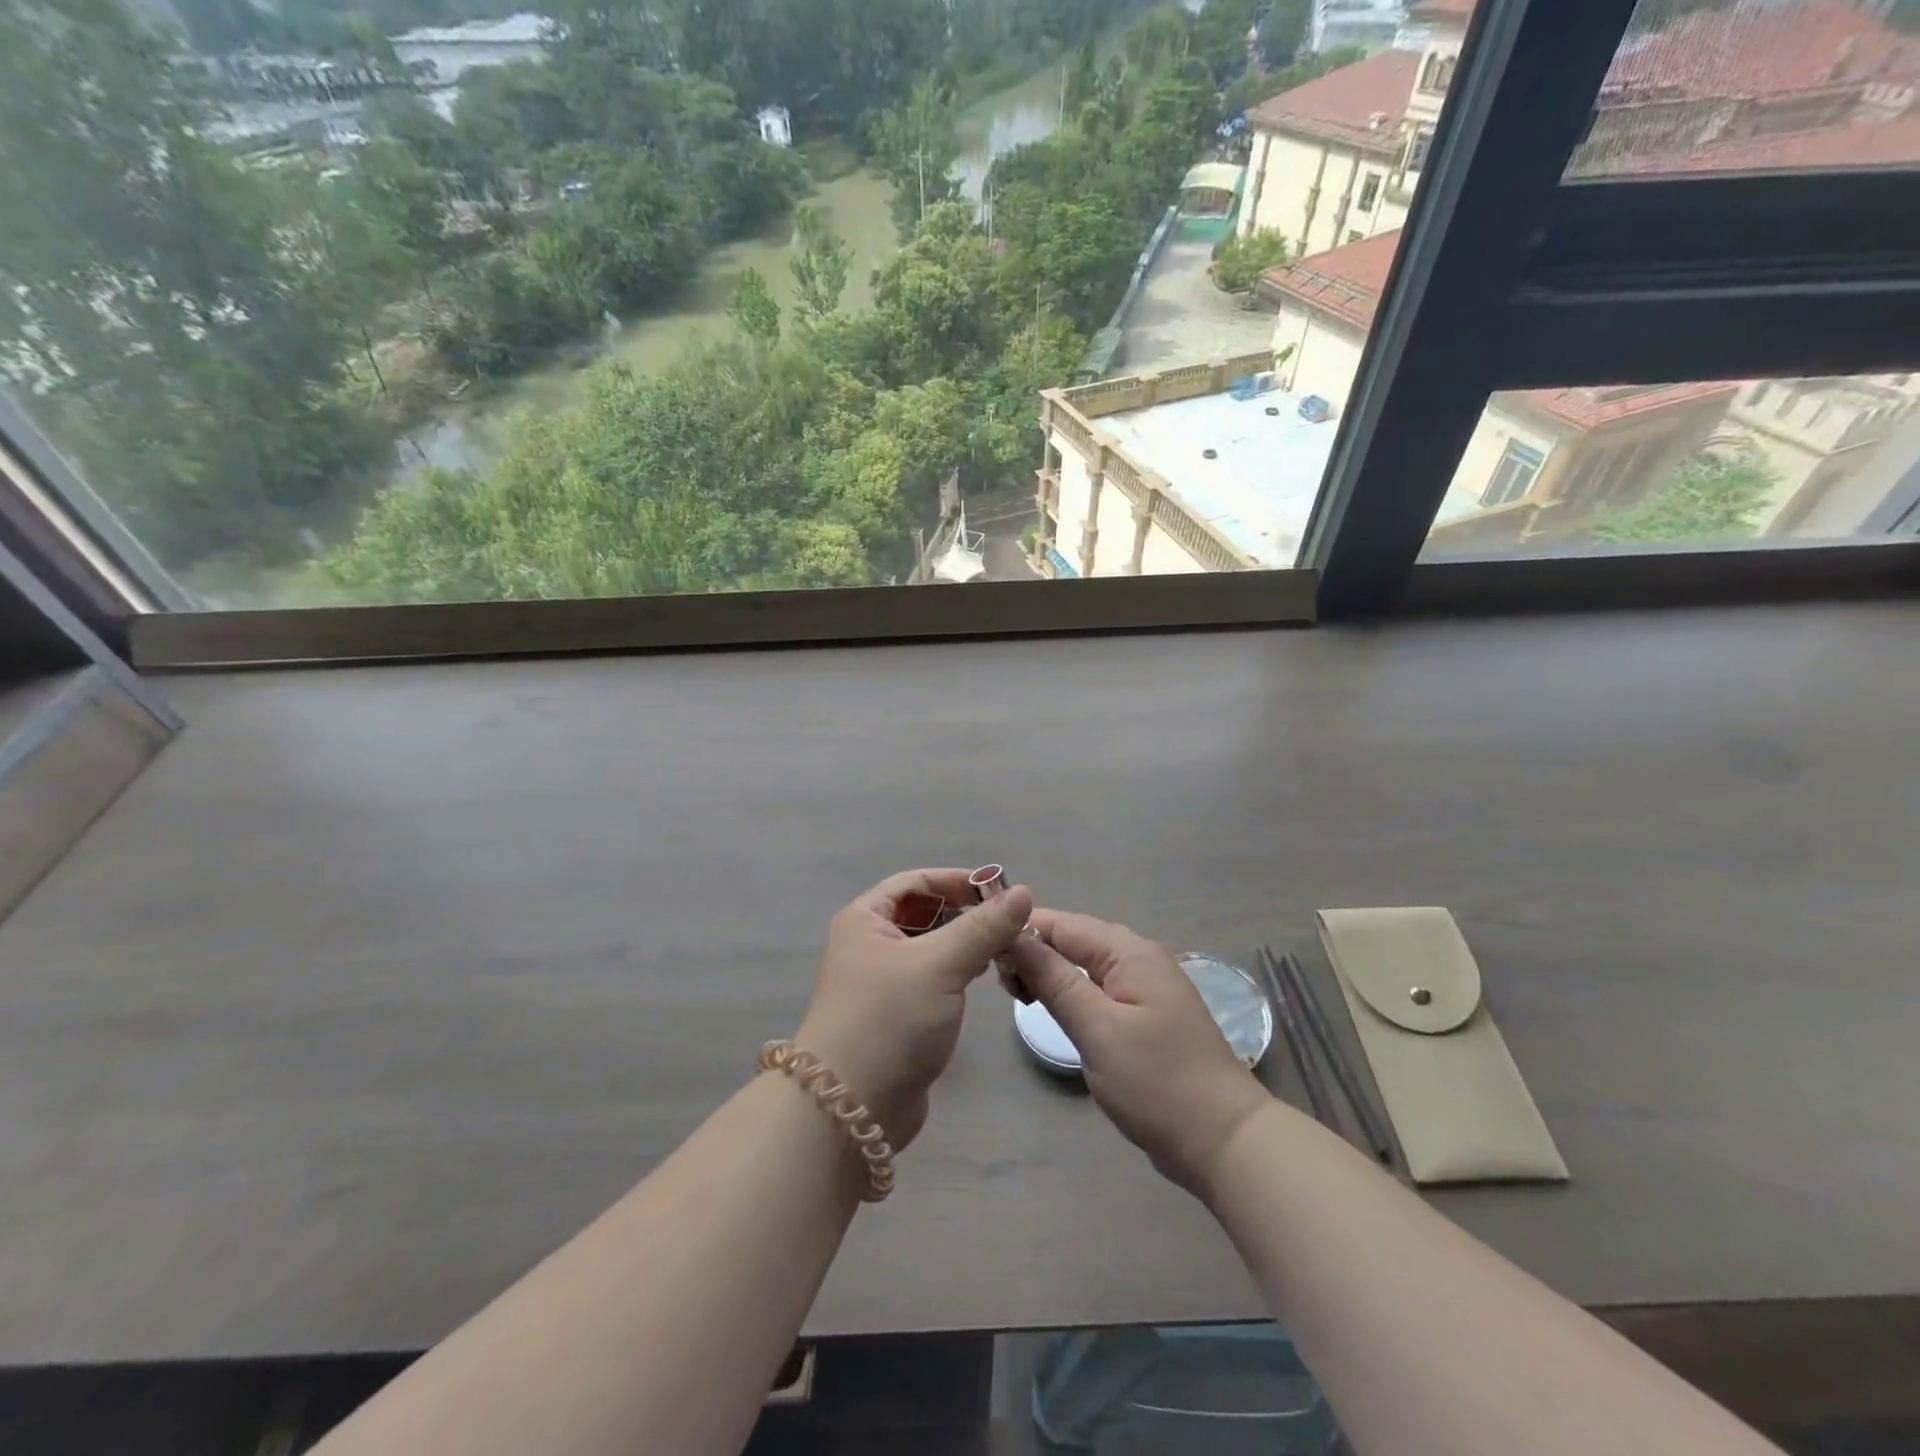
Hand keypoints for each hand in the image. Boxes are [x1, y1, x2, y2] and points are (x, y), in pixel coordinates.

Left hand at [796, 869, 1032, 1151]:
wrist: (849, 1109)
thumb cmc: (889, 1020)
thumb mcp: (939, 964)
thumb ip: (983, 927)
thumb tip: (1023, 893)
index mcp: (865, 919)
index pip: (916, 881)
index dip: (957, 880)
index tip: (1001, 889)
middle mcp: (869, 944)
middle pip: (924, 913)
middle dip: (965, 913)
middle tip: (1010, 923)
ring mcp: (882, 982)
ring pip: (931, 947)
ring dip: (965, 944)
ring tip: (1005, 949)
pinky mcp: (897, 1015)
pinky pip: (933, 979)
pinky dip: (958, 972)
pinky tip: (983, 978)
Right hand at [1007, 910, 1270, 1196]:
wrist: (1225, 1141)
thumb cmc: (1157, 1082)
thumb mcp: (1097, 1028)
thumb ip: (1054, 979)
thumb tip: (1014, 935)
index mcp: (1130, 952)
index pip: (1063, 923)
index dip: (1022, 930)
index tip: (983, 951)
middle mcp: (1139, 958)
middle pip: (1074, 939)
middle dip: (1034, 952)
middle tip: (1001, 985)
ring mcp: (1145, 987)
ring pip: (1084, 965)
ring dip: (1050, 973)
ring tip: (1018, 997)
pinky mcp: (1145, 1015)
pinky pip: (1098, 989)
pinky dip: (1071, 993)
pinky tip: (1052, 1010)